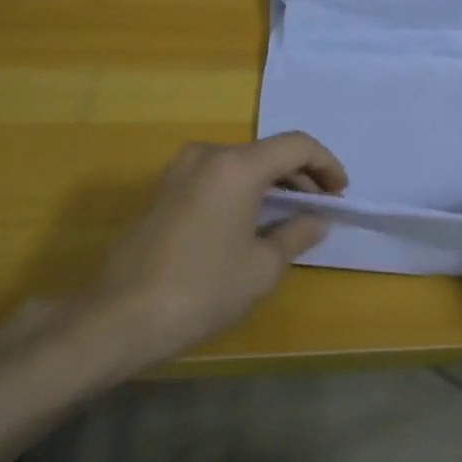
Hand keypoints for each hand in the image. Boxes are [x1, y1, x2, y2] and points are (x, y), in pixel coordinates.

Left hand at [67, 133, 345, 372]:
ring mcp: (180, 170)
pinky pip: (216, 176)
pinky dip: (242, 189)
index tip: (340, 193)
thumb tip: (316, 220)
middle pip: (267, 151)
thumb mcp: (262, 267)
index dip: (326, 165)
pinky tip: (251, 220)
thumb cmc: (203, 289)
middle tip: (321, 206)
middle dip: (300, 175)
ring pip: (240, 162)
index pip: (297, 145)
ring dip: (270, 182)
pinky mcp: (163, 190)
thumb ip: (297, 234)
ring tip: (290, 214)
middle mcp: (208, 155)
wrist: (121, 315)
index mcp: (237, 166)